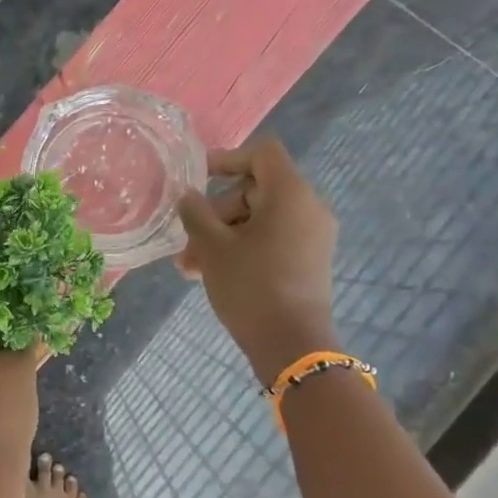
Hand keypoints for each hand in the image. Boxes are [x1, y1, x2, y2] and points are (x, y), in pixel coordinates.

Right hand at [177, 138, 339, 380]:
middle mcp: (308, 208)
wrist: (291, 343)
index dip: (227, 159)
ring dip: (221, 236)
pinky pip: (270, 240)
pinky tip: (209, 273)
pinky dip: (241, 248)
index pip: (262, 154)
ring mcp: (311, 236)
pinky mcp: (308, 260)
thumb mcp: (212, 247)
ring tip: (188, 267)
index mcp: (290, 194)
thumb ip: (196, 213)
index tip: (197, 178)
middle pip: (254, 191)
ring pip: (258, 220)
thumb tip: (187, 195)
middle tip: (185, 241)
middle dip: (215, 214)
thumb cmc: (250, 286)